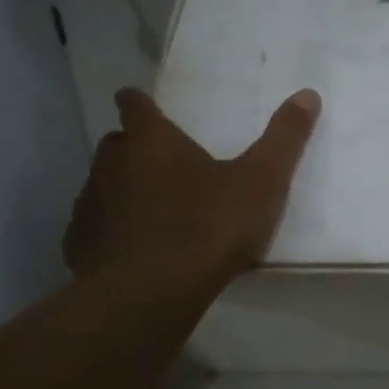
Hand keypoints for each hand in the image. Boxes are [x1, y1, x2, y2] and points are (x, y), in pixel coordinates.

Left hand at [64, 86, 320, 283]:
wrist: (148, 295)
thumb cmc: (208, 227)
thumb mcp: (261, 182)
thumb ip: (284, 139)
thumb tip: (308, 94)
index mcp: (153, 141)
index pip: (135, 105)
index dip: (140, 102)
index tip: (145, 104)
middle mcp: (112, 164)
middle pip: (117, 143)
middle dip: (134, 148)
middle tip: (163, 164)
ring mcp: (91, 205)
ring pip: (103, 185)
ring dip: (123, 191)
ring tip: (154, 213)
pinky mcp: (80, 246)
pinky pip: (95, 229)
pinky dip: (112, 233)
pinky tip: (136, 252)